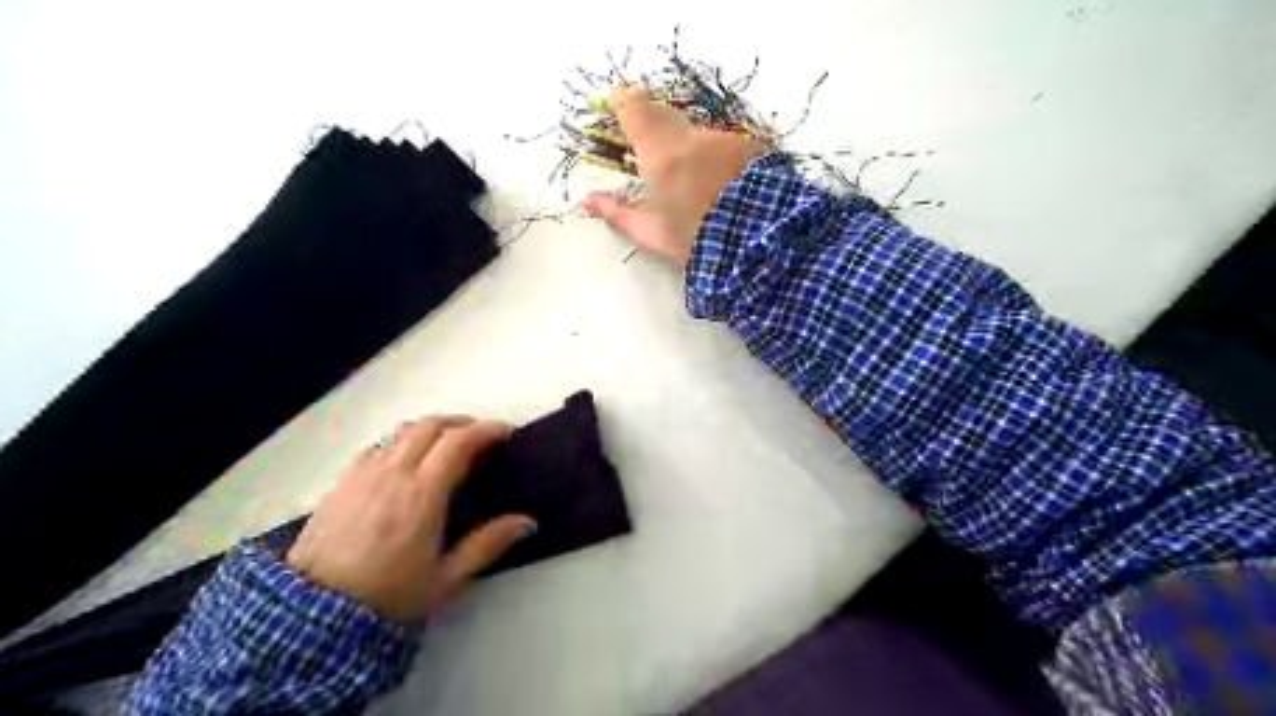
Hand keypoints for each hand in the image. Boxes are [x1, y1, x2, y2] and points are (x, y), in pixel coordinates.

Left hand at [285, 416, 532, 622]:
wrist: (311, 618)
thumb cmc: (388, 597)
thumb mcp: (446, 578)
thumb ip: (488, 544)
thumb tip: (527, 521)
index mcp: (423, 494)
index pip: (458, 442)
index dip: (485, 430)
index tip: (504, 432)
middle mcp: (393, 474)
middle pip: (430, 426)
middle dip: (461, 423)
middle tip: (480, 436)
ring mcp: (363, 474)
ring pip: (402, 432)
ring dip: (431, 429)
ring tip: (446, 444)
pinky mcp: (341, 483)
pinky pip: (377, 447)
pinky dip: (400, 443)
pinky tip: (405, 461)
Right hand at [581, 83, 765, 261]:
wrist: (756, 243)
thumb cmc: (694, 240)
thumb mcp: (650, 233)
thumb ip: (616, 212)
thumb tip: (587, 200)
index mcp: (660, 153)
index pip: (634, 107)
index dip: (623, 101)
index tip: (616, 101)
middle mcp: (691, 136)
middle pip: (665, 112)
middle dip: (653, 121)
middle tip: (648, 144)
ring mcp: (723, 139)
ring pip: (697, 132)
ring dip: (689, 146)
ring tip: (693, 178)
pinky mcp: (750, 147)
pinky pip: (724, 144)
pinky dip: (715, 157)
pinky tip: (721, 183)